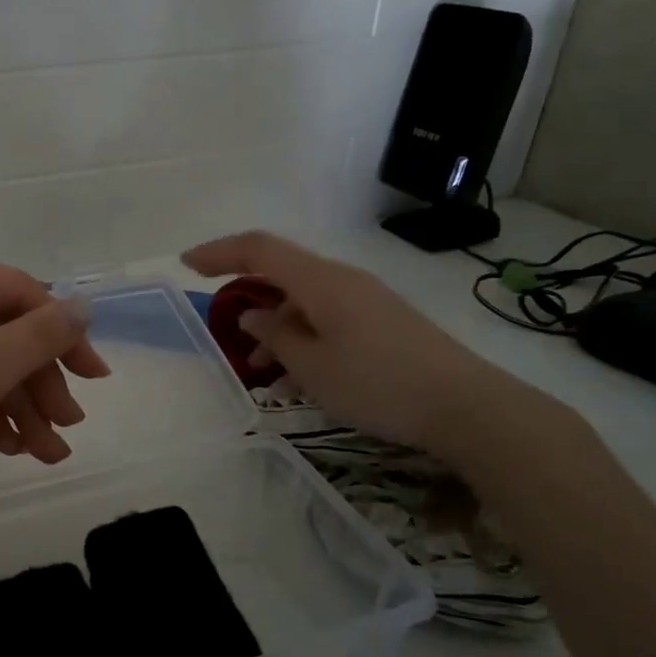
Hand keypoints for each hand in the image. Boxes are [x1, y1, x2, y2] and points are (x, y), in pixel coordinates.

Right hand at [182, 230, 528, 455]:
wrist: (468, 408)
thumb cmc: (378, 384)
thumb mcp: (312, 366)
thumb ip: (276, 336)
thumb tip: (255, 316)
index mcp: (321, 281)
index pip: (259, 249)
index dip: (219, 252)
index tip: (187, 264)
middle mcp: (343, 281)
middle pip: (282, 273)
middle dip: (248, 299)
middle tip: (227, 333)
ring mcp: (366, 300)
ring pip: (305, 302)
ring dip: (277, 329)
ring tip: (263, 374)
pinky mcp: (382, 322)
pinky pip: (328, 319)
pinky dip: (304, 339)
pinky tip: (300, 379)